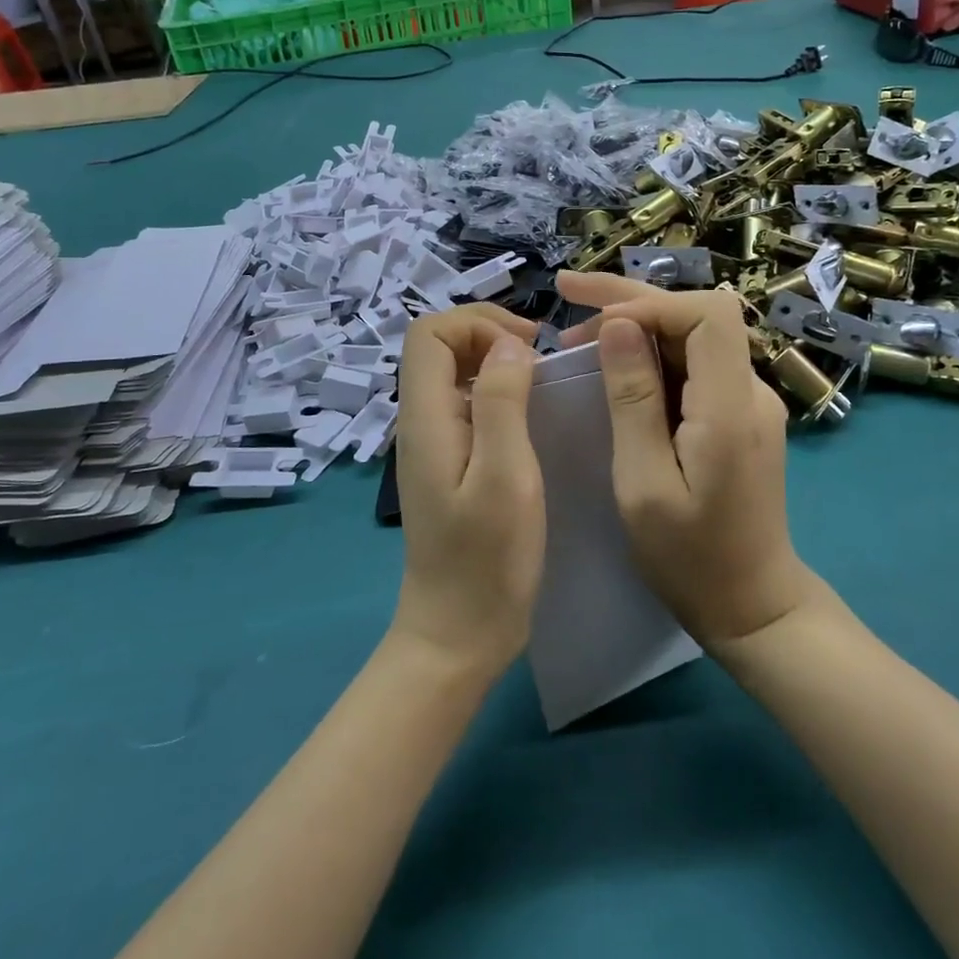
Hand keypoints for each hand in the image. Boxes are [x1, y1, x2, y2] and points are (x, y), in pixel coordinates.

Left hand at [390, 304, 544, 679]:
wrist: (457, 634)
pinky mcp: (447, 463)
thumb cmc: (487, 559)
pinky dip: (494, 390)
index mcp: (426, 418)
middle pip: (438, 346)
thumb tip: (508, 344)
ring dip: (493, 361)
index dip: (477, 323)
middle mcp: (420, 422)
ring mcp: (431, 443)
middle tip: (538, 356)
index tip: (527, 345)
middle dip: (487, 334)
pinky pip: (463, 403)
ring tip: (539, 379)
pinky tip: (527, 415)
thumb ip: (501, 401)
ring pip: (451, 373)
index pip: (429, 334)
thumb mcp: (505, 475)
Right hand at [557, 271, 814, 649]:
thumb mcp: (643, 483)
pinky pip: (691, 365)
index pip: (708, 314)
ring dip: (635, 326)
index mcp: (731, 407)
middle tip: (565, 292)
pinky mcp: (737, 413)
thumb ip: (633, 399)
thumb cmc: (690, 558)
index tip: (594, 320)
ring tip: (574, 334)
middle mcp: (749, 390)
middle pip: (696, 316)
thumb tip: (618, 324)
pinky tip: (611, 364)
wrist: (752, 606)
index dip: (649, 302)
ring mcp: (747, 400)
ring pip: (690, 336)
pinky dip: (648, 355)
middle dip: (630, 299)